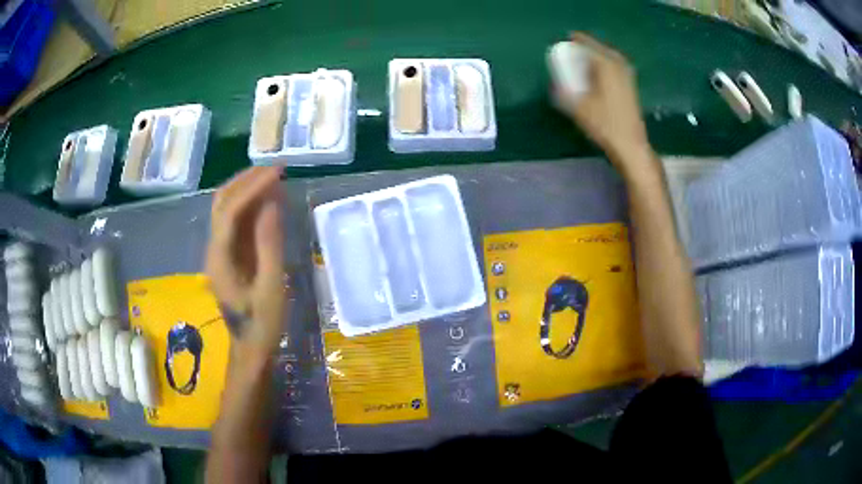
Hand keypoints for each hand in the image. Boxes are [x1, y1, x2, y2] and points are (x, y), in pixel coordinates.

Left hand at [206, 166, 286, 353]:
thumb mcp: (271, 287)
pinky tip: (267, 199)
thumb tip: (272, 203)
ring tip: (274, 176)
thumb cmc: (262, 324)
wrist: (250, 349)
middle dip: (246, 180)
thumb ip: (270, 245)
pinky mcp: (229, 255)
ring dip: (247, 188)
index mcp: (220, 258)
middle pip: (222, 202)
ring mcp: (219, 251)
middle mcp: (213, 248)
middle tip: (276, 168)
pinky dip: (250, 204)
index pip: (230, 211)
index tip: (278, 173)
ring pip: (226, 208)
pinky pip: (236, 221)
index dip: (252, 188)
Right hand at [553, 33, 650, 170]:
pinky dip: (606, 65)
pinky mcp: (631, 87)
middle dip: (587, 46)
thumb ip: (563, 92)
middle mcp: (619, 66)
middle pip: (601, 48)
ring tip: (585, 60)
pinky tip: (599, 73)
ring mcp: (628, 76)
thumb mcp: (578, 108)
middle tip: (575, 48)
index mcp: (606, 65)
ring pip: (610, 57)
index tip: (565, 40)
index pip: (587, 44)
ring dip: (598, 55)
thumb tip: (554, 84)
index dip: (576, 41)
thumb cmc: (604, 125)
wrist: (631, 145)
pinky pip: (616, 66)